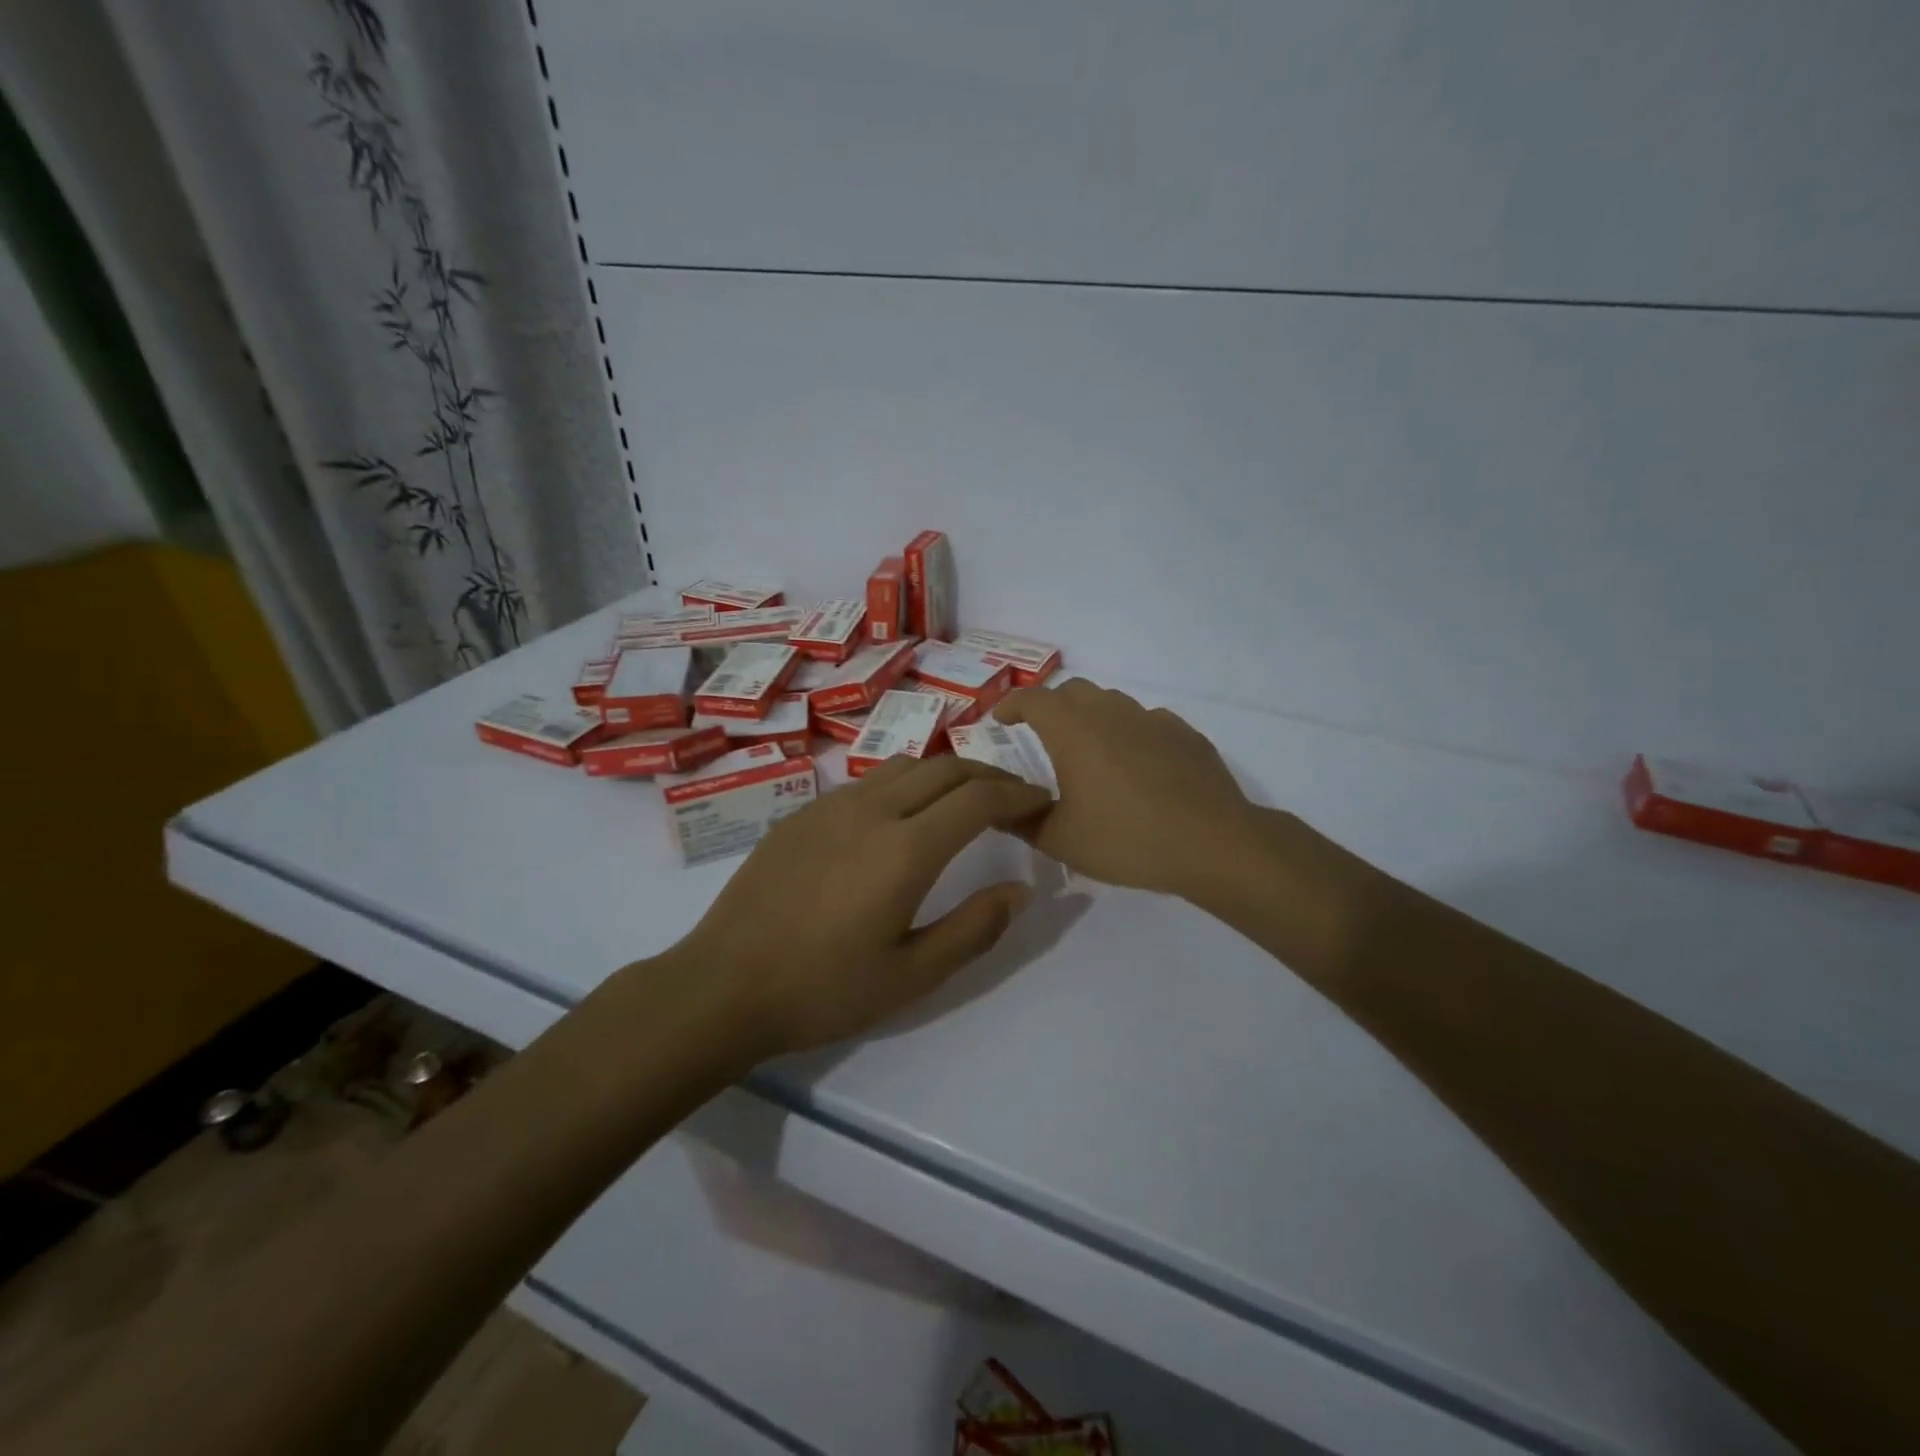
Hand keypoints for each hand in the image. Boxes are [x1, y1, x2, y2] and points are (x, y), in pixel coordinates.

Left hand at [675, 756, 1051, 1056]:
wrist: (723, 985)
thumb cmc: (824, 990)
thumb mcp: (912, 976)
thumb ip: (974, 928)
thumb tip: (1021, 888)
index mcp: (906, 849)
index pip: (979, 798)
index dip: (1018, 793)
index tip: (1041, 800)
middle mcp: (873, 810)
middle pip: (946, 767)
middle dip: (989, 774)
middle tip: (1013, 796)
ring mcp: (832, 805)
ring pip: (905, 765)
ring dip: (945, 773)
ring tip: (963, 800)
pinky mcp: (802, 813)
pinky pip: (867, 781)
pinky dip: (904, 783)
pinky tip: (900, 816)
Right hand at [996, 678, 1259, 898]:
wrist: (1212, 843)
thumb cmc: (1126, 839)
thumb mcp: (1060, 840)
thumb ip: (1022, 820)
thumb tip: (1000, 807)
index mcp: (1074, 730)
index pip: (1033, 699)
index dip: (1012, 705)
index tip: (1000, 719)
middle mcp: (1111, 713)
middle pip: (1073, 691)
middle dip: (1051, 706)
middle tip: (1042, 734)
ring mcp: (1153, 719)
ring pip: (1113, 703)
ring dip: (1093, 716)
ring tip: (1090, 751)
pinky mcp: (1185, 734)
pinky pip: (1147, 722)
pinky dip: (1131, 733)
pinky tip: (1137, 764)